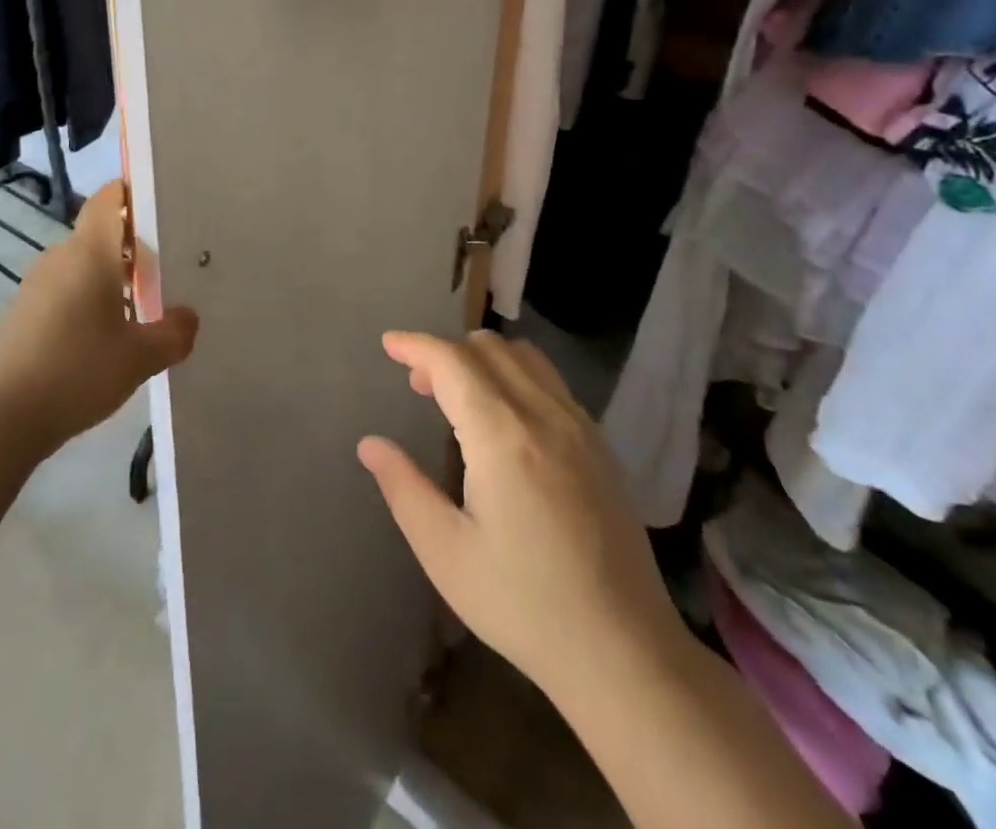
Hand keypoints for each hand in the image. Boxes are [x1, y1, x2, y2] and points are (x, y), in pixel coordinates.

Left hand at [0, 182, 197, 453]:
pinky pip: (65, 291)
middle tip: (168, 268)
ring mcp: (36, 285)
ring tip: (143, 306)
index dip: (131, 192)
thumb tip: (189, 318)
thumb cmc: (77, 371)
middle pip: (100, 235)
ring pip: (82, 266)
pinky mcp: (22, 313)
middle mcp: (60, 257)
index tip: (161, 204)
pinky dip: (88, 301)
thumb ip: (174, 334)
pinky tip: (104, 338)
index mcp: (90, 252)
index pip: (108, 199)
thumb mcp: (140, 357)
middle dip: (133, 246)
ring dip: (111, 278)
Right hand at [358, 330, 683, 705]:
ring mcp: (579, 426)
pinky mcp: (600, 445)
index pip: (452, 362)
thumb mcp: (446, 553)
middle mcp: (543, 415)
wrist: (625, 651)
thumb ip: (403, 489)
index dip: (415, 345)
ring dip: (482, 357)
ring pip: (524, 356)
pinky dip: (515, 374)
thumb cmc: (523, 604)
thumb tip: (370, 444)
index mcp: (502, 436)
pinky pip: (550, 381)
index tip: (387, 344)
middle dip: (445, 351)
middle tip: (417, 384)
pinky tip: (504, 417)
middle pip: (488, 348)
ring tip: (458, 394)